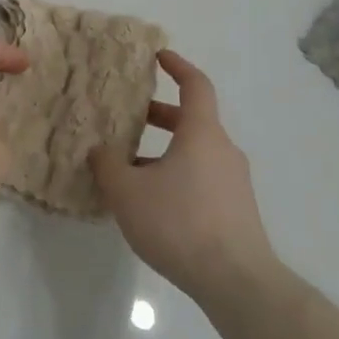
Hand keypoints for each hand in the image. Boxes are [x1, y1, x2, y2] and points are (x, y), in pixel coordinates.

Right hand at [93, 51, 278, 305]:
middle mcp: (223, 151)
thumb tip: (101, 149)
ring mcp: (233, 182)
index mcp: (202, 134)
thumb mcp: (127, 190)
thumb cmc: (179, 222)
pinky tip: (149, 201)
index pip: (196, 86)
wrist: (237, 282)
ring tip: (128, 166)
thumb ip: (108, 164)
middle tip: (127, 116)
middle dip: (158, 115)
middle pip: (192, 121)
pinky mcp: (236, 210)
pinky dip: (175, 175)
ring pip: (194, 152)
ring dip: (163, 150)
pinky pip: (201, 178)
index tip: (158, 56)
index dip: (177, 66)